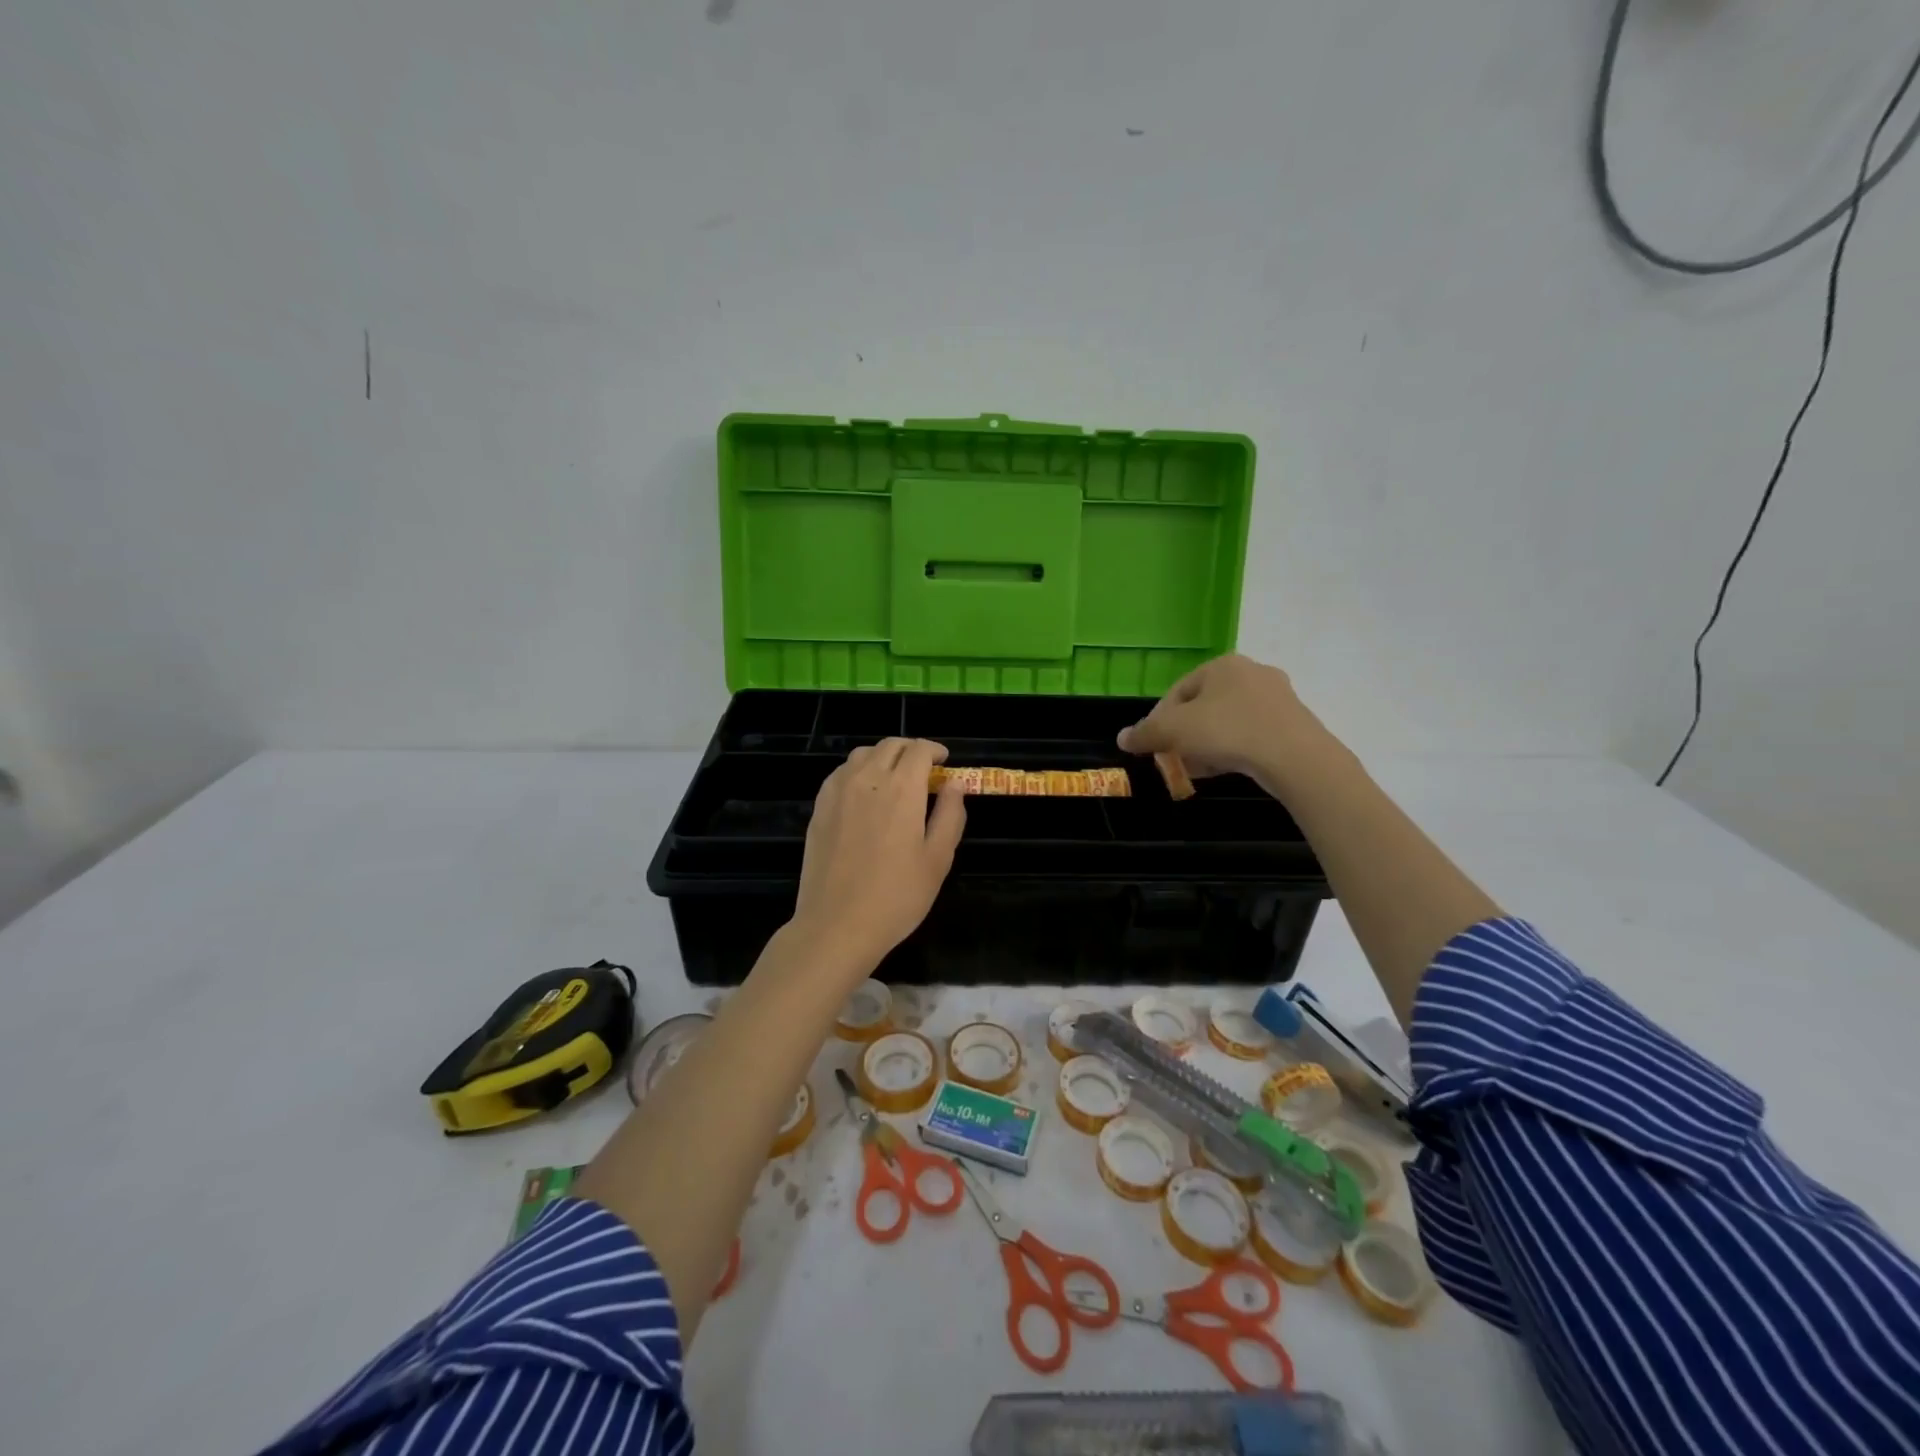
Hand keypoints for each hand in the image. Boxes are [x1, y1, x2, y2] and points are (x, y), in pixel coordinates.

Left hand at [791, 738, 967, 973]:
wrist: (837, 925)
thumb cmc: (897, 896)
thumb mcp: (938, 859)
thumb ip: (950, 814)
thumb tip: (956, 783)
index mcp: (902, 788)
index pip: (918, 750)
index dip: (934, 750)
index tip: (944, 762)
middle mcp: (867, 779)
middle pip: (889, 746)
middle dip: (910, 750)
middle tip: (924, 769)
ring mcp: (837, 792)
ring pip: (862, 755)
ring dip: (883, 757)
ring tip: (894, 778)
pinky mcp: (819, 808)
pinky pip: (840, 773)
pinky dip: (858, 771)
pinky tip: (864, 794)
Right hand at [1117, 655, 1323, 789]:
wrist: (1295, 758)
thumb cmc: (1228, 732)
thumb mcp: (1174, 731)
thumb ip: (1145, 733)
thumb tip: (1122, 738)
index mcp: (1221, 664)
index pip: (1177, 691)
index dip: (1159, 721)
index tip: (1153, 747)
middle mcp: (1251, 672)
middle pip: (1203, 706)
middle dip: (1185, 735)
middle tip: (1176, 759)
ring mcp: (1277, 696)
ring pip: (1227, 721)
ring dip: (1207, 744)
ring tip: (1199, 768)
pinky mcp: (1293, 721)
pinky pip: (1251, 732)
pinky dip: (1234, 748)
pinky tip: (1227, 768)